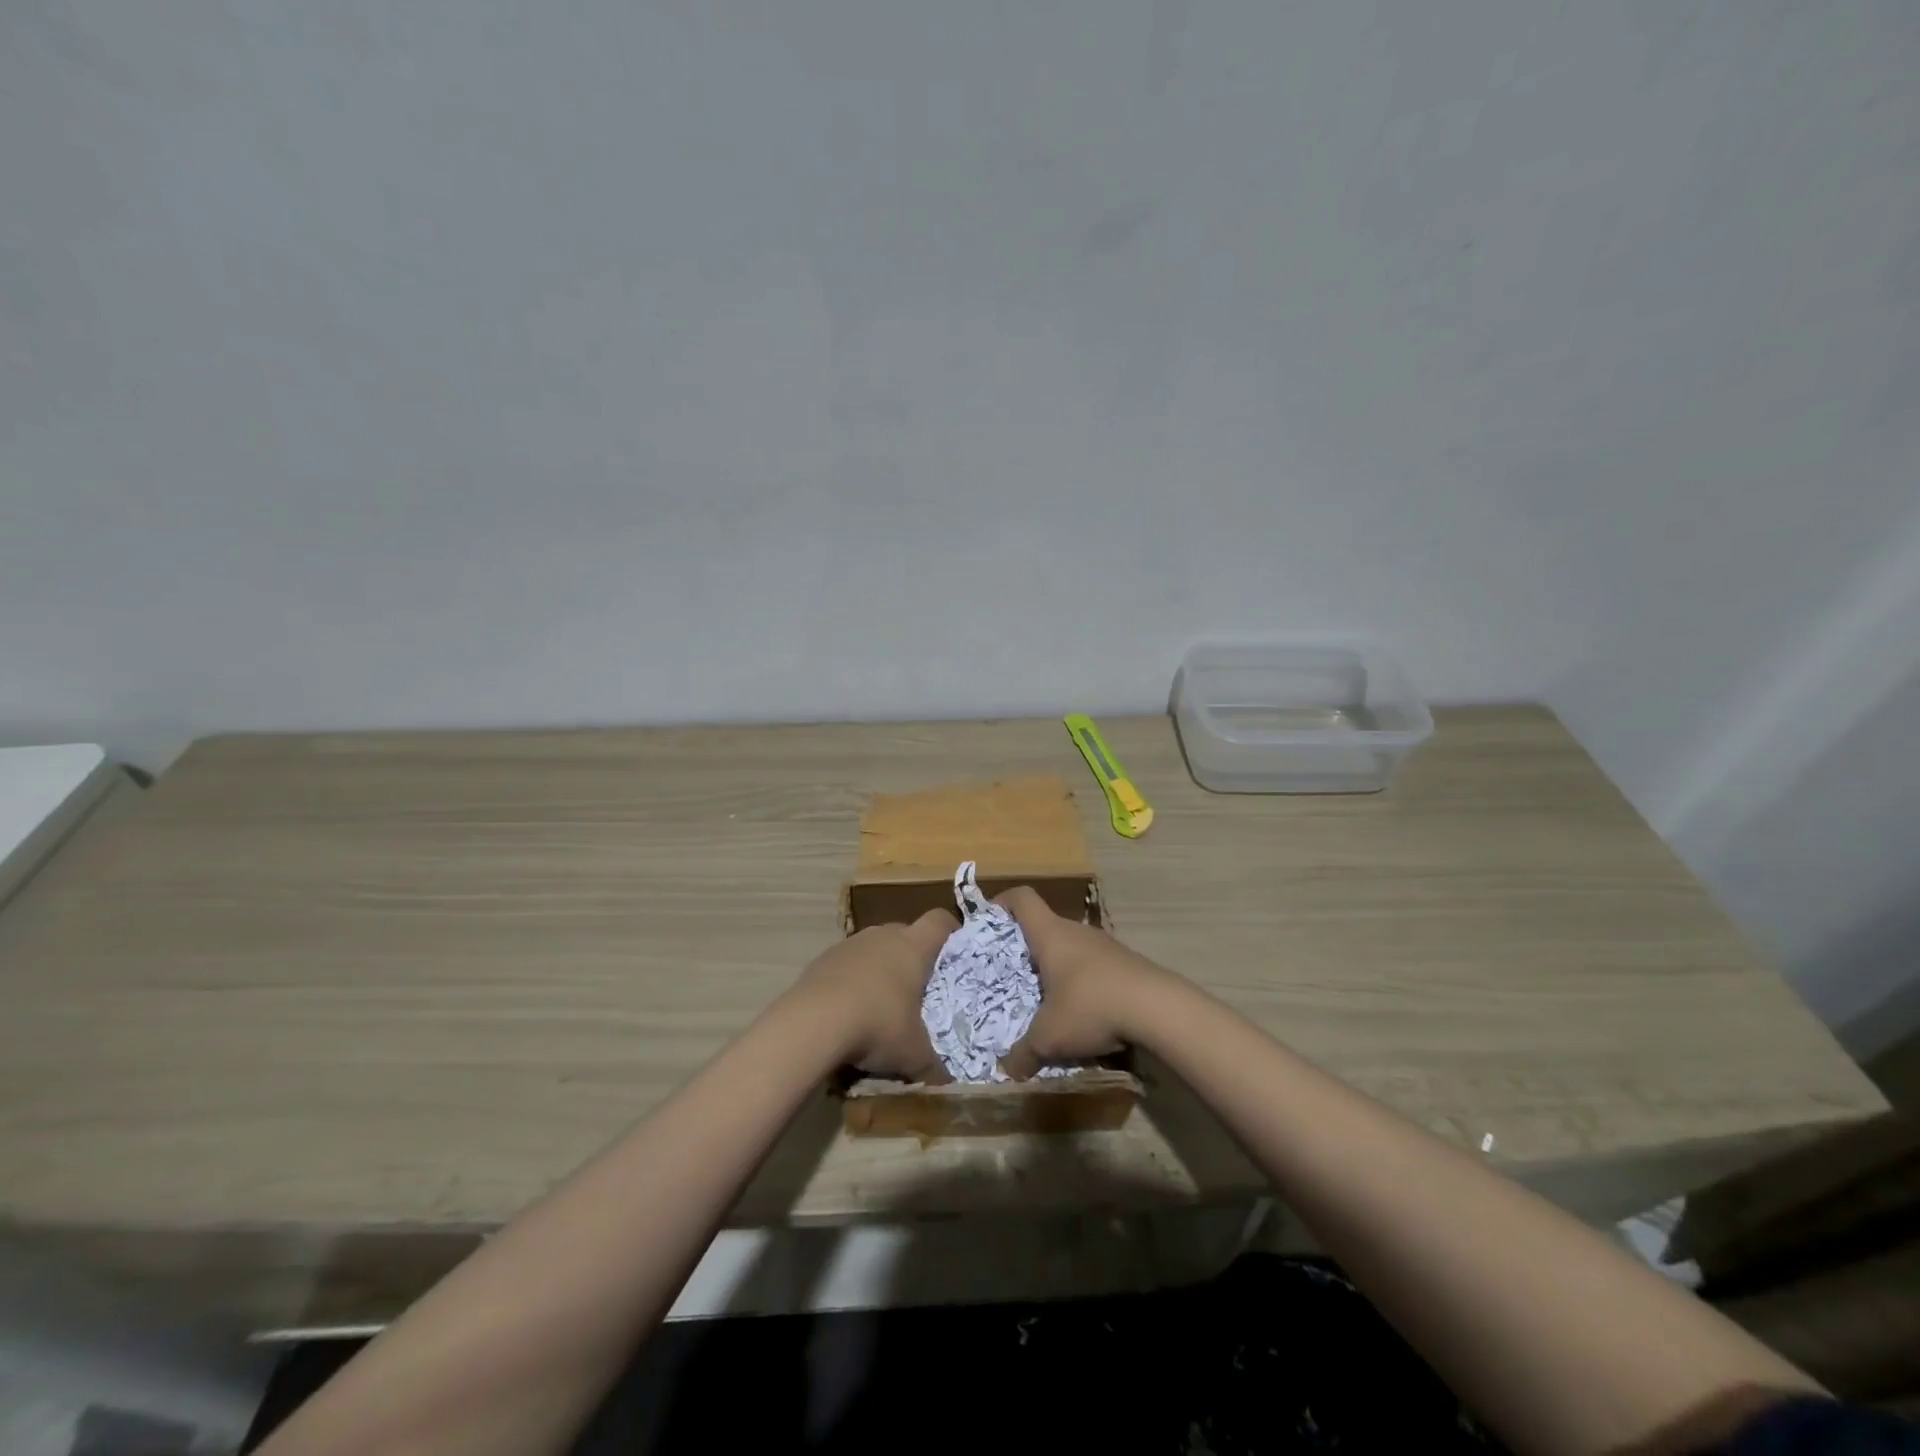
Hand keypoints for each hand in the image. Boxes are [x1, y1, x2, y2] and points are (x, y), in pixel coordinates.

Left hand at [794, 909, 957, 1082]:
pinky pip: (846, 964)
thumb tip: (946, 1082)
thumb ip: (933, 1065)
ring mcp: (849, 944)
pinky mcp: (822, 959)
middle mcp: (883, 936)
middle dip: (912, 956)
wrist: (812, 1022)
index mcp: (913, 947)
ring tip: (880, 1004)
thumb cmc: (877, 1025)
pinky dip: (852, 980)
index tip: (954, 948)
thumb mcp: (912, 1054)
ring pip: (873, 948)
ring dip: (879, 968)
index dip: (950, 929)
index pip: (939, 921)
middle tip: (917, 988)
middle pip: (905, 932)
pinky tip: (848, 1011)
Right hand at [996, 886, 1167, 1079]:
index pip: (1022, 899)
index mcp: (1050, 934)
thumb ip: (1023, 1053)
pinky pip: (1092, 965)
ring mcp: (1104, 945)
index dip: (1002, 903)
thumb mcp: (1049, 1037)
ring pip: (1070, 947)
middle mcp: (1076, 932)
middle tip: (1010, 974)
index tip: (988, 921)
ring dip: (1055, 967)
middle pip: (1044, 925)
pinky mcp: (1125, 963)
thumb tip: (1006, 1070)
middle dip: (1025, 947)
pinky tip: (1081, 1011)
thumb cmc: (1091, 1006)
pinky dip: (1080, 981)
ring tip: (1044, 999)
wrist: (1158, 1009)